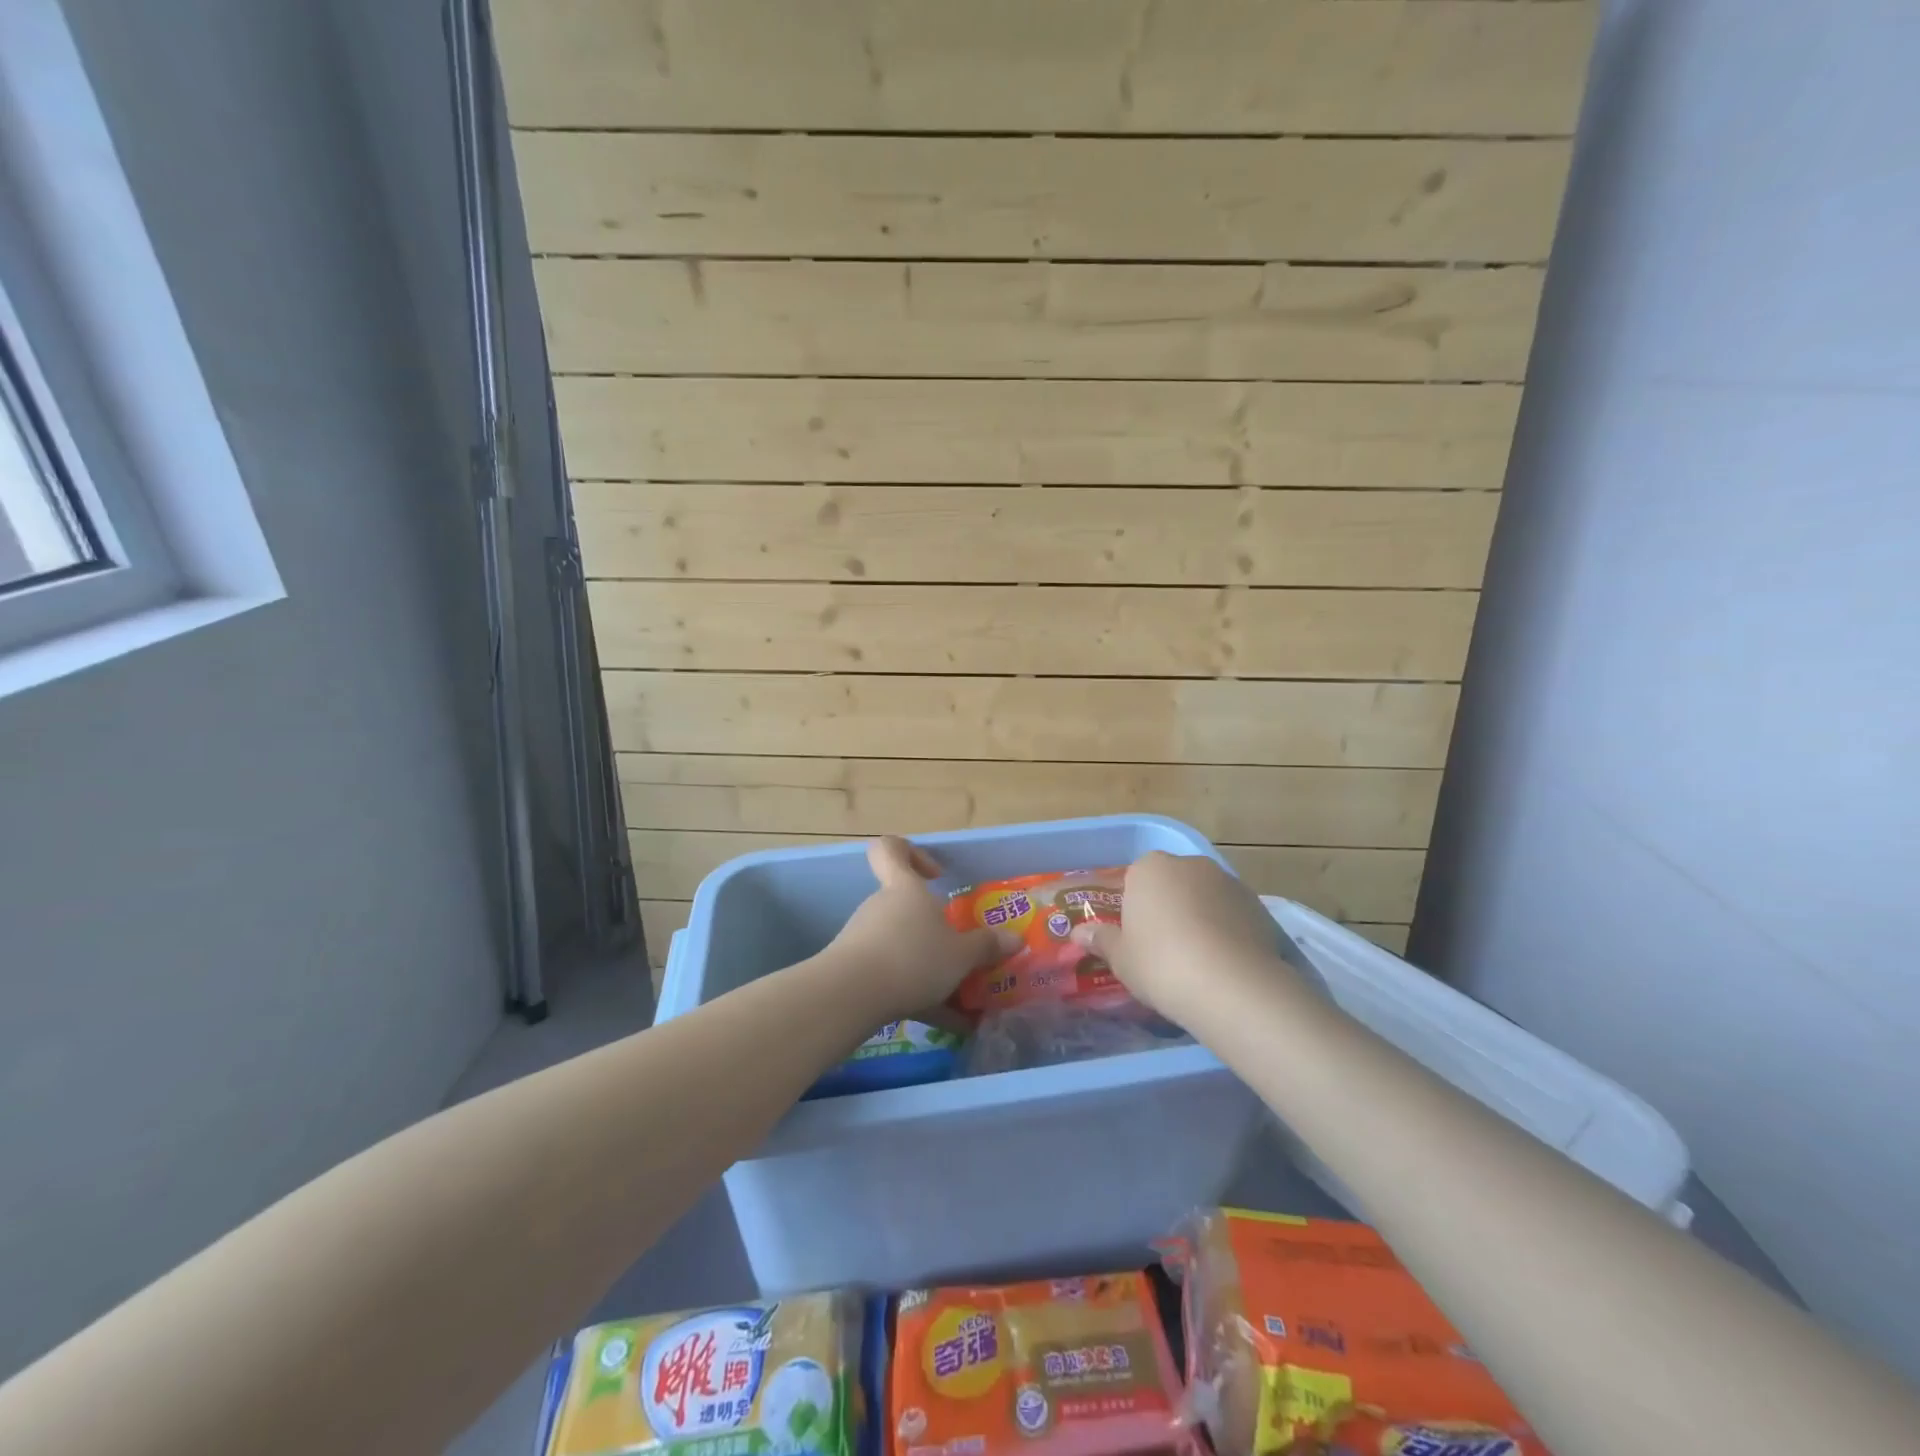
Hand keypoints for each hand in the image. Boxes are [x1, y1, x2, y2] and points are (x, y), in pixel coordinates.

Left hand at [823, 837, 1018, 1023]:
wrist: (852, 995)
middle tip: (958, 952)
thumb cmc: (912, 958)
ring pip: (900, 943)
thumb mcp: (960, 955)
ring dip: (926, 964)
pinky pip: (890, 973)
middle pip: (904, 905)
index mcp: (905, 888)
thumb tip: (1015, 939)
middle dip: (932, 929)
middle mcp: (881, 906)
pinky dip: (915, 993)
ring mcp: (863, 936)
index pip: (891, 849)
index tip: (935, 875)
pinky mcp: (853, 968)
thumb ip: (986, 946)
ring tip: (956, 997)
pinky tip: (940, 1021)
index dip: (912, 853)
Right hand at [1071, 852, 1299, 1025]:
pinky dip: (1227, 931)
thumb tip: (1078, 934)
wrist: (1230, 986)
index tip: (1136, 937)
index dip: (1134, 908)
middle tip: (1163, 949)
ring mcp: (1227, 882)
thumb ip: (1101, 941)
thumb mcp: (1121, 958)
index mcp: (1149, 868)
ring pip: (1204, 897)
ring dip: (1199, 917)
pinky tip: (1223, 963)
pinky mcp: (1258, 905)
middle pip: (1172, 883)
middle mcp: (1189, 864)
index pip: (1135, 879)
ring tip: (1197, 960)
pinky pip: (1232, 914)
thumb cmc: (1160, 964)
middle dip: (1168, 908)